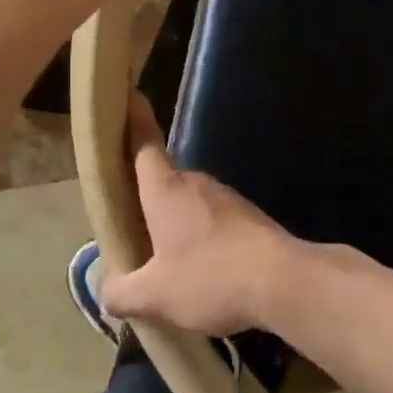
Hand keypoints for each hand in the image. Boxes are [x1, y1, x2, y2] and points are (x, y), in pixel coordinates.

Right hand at [97, 99, 310, 335]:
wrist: (285, 282)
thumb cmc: (211, 278)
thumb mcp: (154, 296)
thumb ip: (120, 291)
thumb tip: (106, 287)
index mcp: (166, 189)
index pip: (143, 143)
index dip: (132, 121)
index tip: (128, 97)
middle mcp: (195, 183)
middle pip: (162, 180)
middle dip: (144, 199)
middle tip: (126, 227)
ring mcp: (226, 198)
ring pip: (187, 204)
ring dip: (173, 224)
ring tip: (162, 262)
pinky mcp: (248, 217)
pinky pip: (211, 221)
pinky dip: (199, 238)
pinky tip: (199, 273)